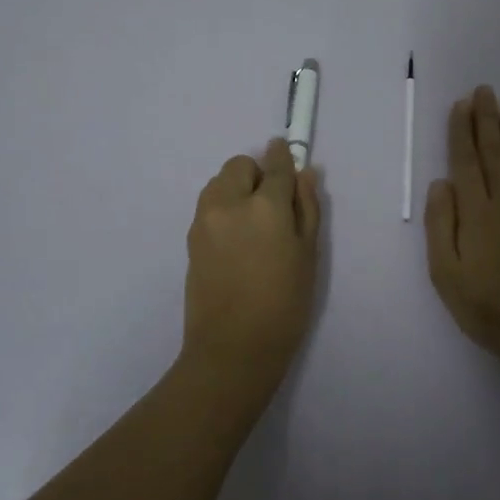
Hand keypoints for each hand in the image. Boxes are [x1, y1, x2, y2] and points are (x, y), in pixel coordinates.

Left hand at [181, 138, 322, 401]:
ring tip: (253, 223)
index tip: (287, 151)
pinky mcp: (191, 237)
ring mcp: (204, 219)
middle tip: (273, 204)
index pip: (275, 166)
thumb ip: (307, 208)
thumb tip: (305, 173)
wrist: (233, 348)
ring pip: (219, 182)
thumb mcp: (308, 255)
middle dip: (257, 173)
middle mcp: (229, 203)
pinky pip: (209, 205)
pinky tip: (237, 240)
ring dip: (236, 188)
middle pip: (240, 165)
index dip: (283, 156)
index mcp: (265, 206)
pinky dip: (223, 207)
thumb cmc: (284, 305)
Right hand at [425, 86, 499, 371]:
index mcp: (477, 213)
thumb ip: (441, 225)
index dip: (462, 131)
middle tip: (486, 91)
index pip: (466, 162)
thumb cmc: (485, 307)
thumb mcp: (445, 273)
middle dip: (487, 120)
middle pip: (494, 154)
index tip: (461, 105)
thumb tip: (441, 183)